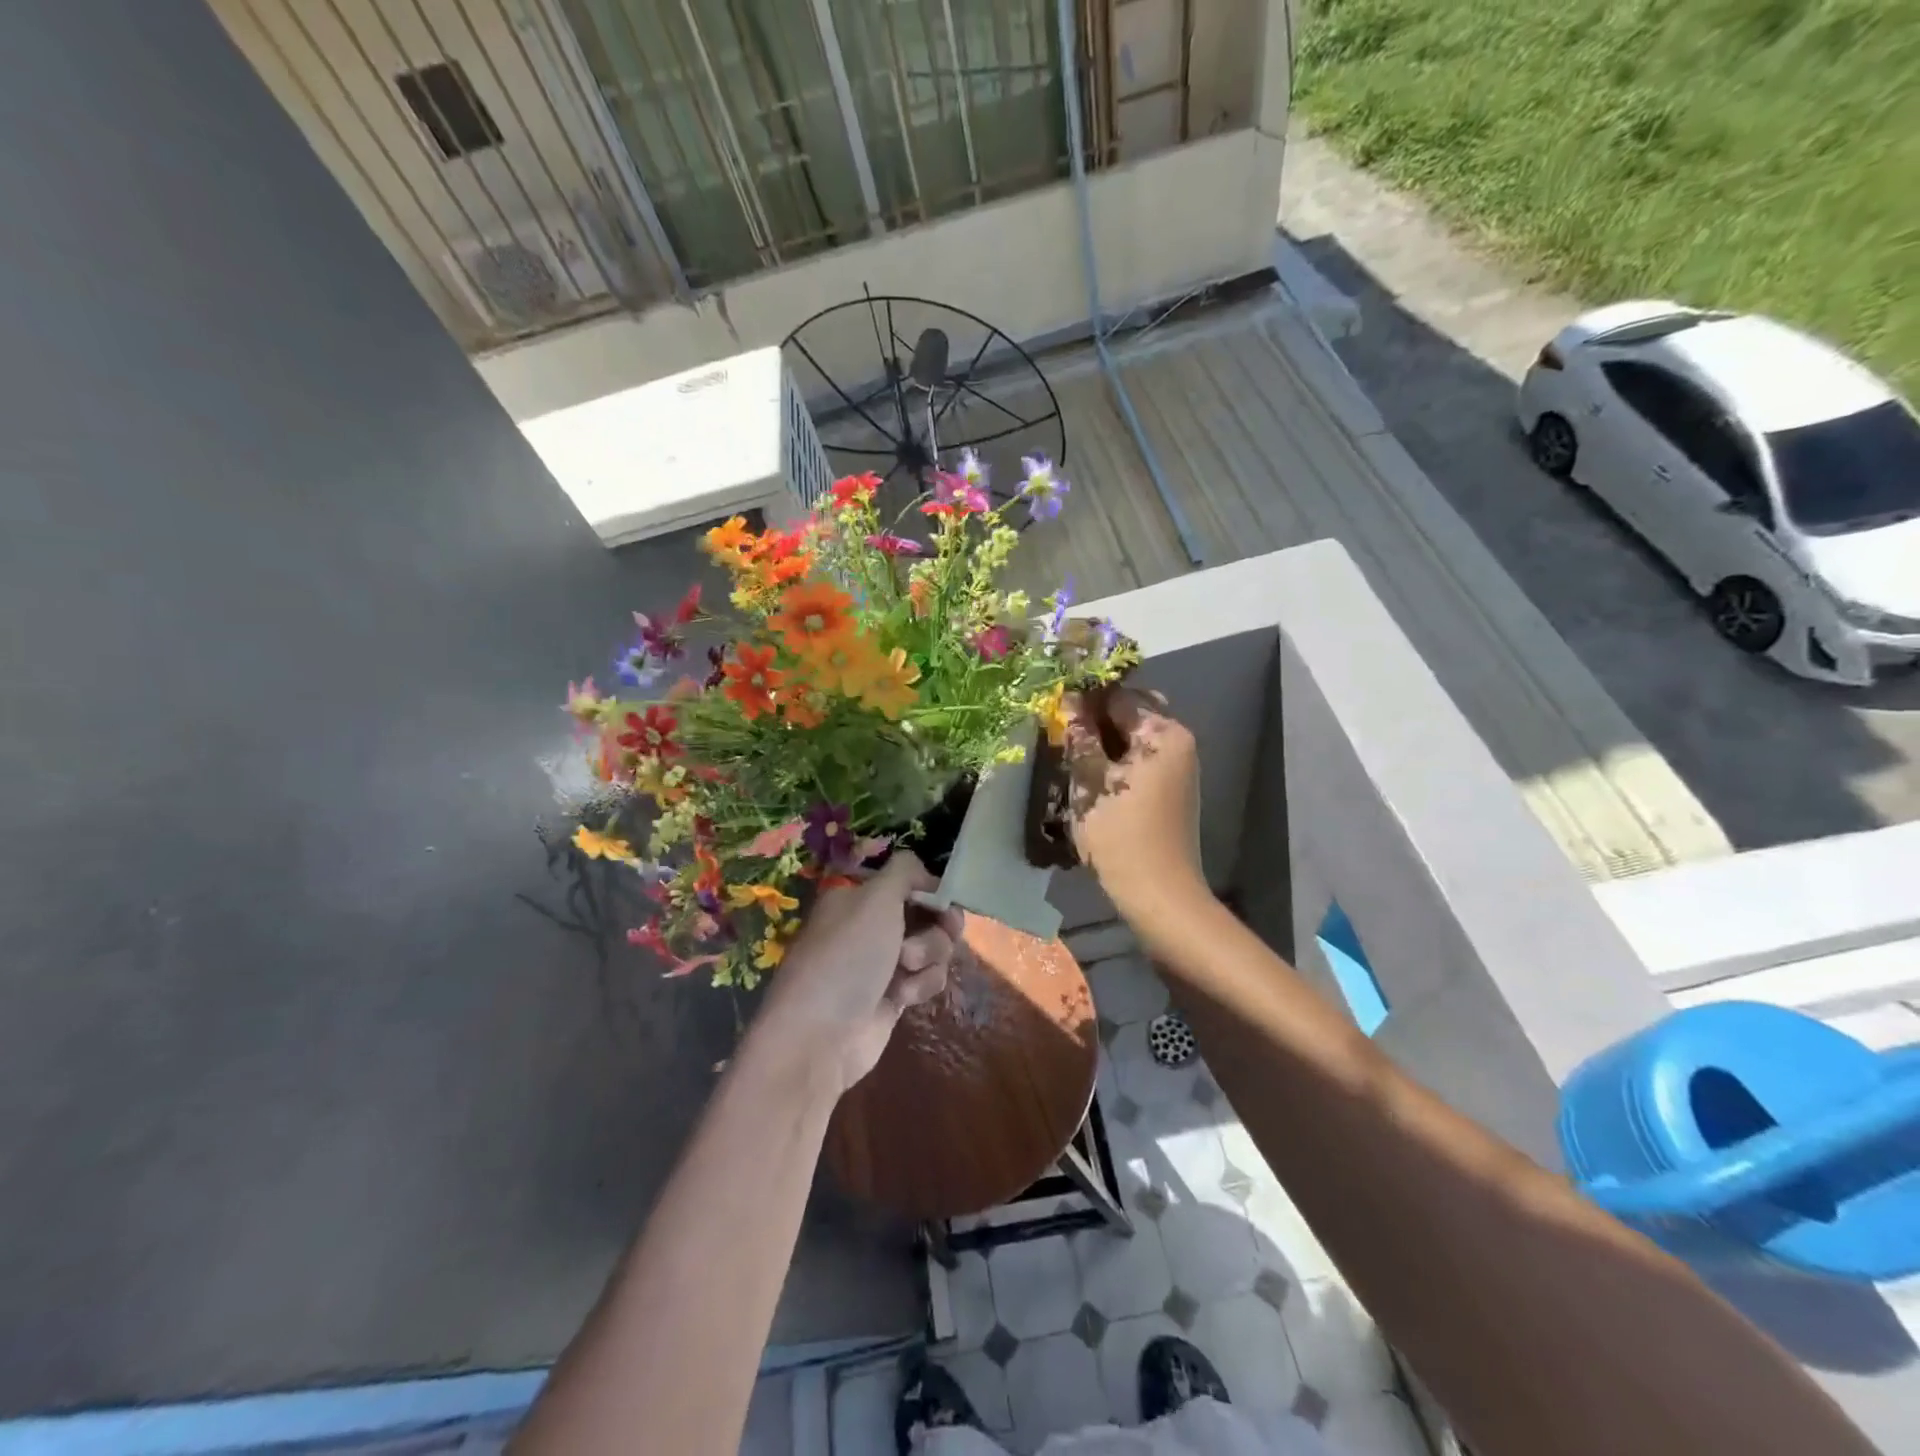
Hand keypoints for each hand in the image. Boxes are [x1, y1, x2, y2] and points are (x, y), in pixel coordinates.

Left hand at [752, 853, 963, 1096]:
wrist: (820, 1036)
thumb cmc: (847, 956)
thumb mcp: (875, 898)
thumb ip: (905, 871)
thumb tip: (923, 872)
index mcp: (859, 895)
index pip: (906, 878)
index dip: (929, 887)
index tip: (942, 898)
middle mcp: (871, 924)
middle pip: (928, 911)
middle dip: (938, 924)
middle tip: (943, 929)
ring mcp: (883, 961)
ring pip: (933, 946)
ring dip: (929, 955)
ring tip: (906, 970)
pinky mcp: (895, 995)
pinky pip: (927, 978)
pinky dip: (921, 984)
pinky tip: (902, 998)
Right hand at [1064, 687, 1203, 919]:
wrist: (1159, 893)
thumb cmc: (1120, 834)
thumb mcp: (1089, 781)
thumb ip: (1079, 736)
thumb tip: (1068, 700)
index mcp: (1164, 732)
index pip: (1118, 695)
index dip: (1084, 698)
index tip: (1053, 708)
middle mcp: (1178, 741)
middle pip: (1130, 713)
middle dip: (1096, 717)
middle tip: (1062, 731)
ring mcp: (1178, 766)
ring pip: (1134, 737)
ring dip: (1103, 739)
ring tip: (1071, 752)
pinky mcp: (1171, 788)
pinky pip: (1140, 759)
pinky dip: (1116, 759)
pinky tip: (1091, 774)